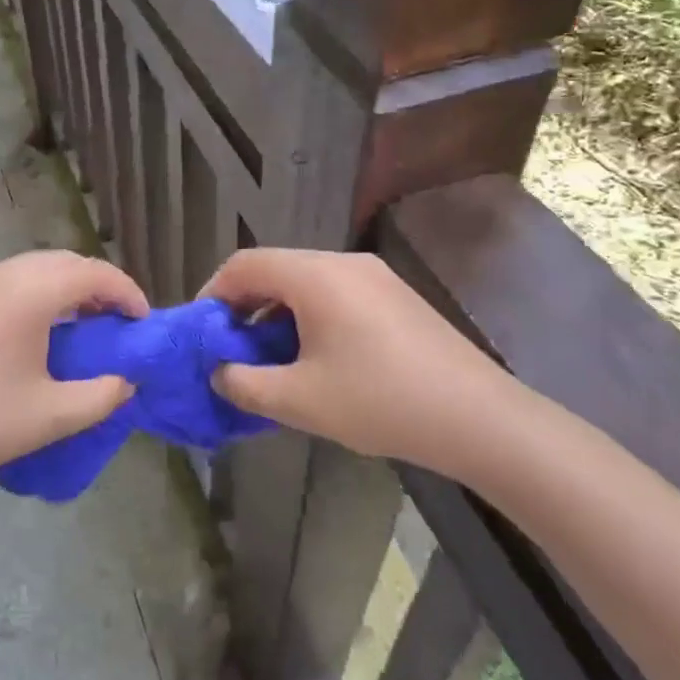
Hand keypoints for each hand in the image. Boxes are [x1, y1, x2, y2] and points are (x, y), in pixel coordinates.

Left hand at [0, 250, 147, 505]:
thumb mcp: (51, 415)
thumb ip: (102, 394)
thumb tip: (127, 381)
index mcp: (28, 291)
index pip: (93, 274)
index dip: (126, 293)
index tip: (144, 322)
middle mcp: (3, 274)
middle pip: (66, 262)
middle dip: (101, 285)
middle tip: (122, 323)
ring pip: (39, 268)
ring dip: (70, 287)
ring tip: (91, 325)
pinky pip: (16, 280)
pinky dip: (43, 292)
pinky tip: (49, 329)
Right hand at [201, 248, 525, 484]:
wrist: (479, 418)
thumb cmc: (380, 401)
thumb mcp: (300, 400)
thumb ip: (244, 384)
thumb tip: (218, 372)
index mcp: (315, 275)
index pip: (245, 264)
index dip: (213, 293)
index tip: (200, 330)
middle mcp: (343, 262)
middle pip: (275, 269)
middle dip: (244, 306)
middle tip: (231, 349)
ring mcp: (374, 276)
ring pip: (306, 282)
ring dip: (277, 313)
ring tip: (271, 359)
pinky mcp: (395, 295)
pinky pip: (335, 293)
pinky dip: (309, 316)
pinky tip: (316, 358)